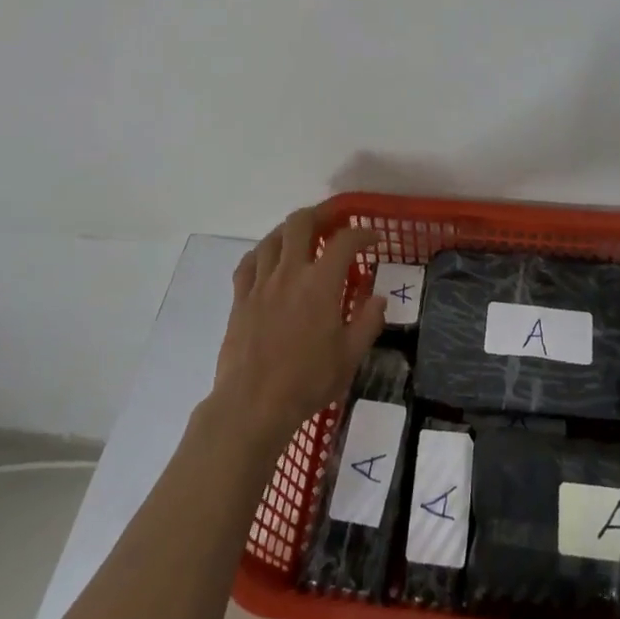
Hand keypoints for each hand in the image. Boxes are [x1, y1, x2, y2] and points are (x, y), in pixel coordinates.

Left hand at [208, 209, 385, 448]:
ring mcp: (261, 283)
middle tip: (334, 220)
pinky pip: (248, 263)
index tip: (373, 238)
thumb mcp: (350, 356)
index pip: (344, 241)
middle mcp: (290, 272)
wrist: (253, 404)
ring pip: (272, 238)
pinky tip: (268, 259)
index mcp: (321, 283)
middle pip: (301, 223)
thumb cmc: (307, 381)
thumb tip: (378, 298)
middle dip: (320, 214)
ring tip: (302, 236)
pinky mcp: (240, 299)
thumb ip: (368, 322)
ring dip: (290, 230)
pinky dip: (261, 253)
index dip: (362, 233)